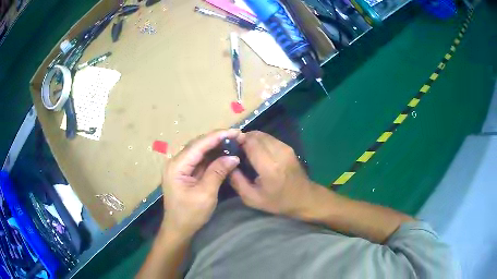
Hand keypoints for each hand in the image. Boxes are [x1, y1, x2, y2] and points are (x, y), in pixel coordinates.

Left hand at [162, 129, 242, 235]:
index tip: (235, 131)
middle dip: (218, 139)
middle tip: (238, 136)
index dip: (217, 136)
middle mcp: (176, 162)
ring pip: (200, 151)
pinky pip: (200, 161)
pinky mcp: (186, 173)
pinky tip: (224, 153)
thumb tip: (233, 156)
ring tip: (234, 142)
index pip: (198, 145)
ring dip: (216, 147)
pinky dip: (213, 157)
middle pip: (198, 145)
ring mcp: (180, 167)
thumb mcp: (205, 194)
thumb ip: (218, 172)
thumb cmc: (190, 214)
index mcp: (177, 166)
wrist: (178, 229)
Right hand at [230, 131, 321, 217]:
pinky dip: (260, 141)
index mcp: (269, 167)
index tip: (229, 149)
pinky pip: (269, 138)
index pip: (250, 143)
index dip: (237, 142)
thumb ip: (237, 181)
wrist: (304, 198)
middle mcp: (278, 153)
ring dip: (251, 139)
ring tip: (245, 151)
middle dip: (243, 139)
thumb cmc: (278, 201)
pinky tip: (257, 152)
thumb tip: (227, 163)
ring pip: (262, 134)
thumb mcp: (252, 198)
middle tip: (236, 150)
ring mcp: (285, 148)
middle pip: (255, 135)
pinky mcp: (288, 147)